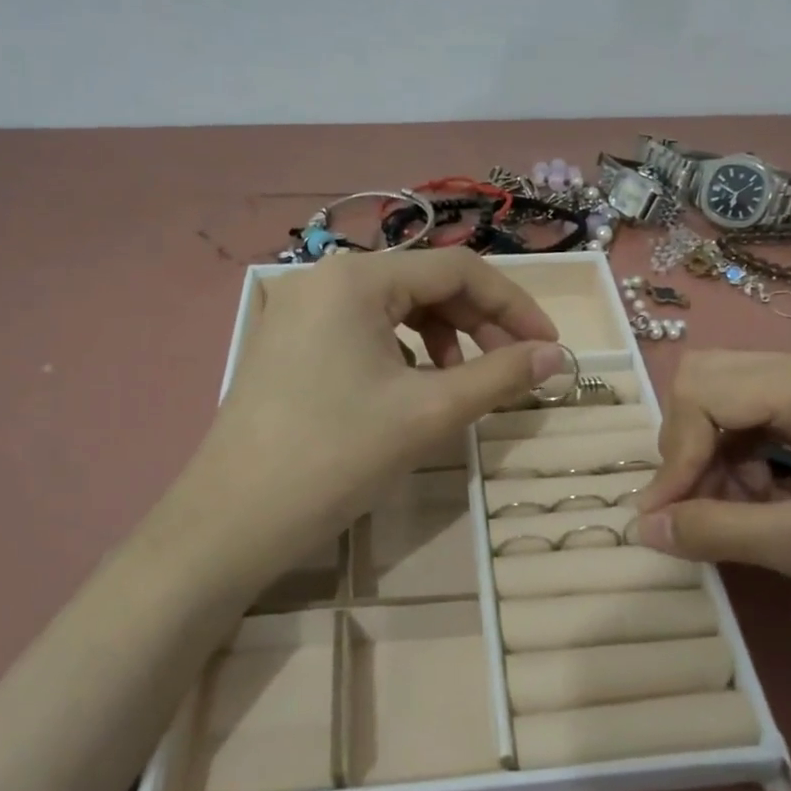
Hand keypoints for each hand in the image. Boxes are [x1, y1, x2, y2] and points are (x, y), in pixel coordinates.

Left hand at [180, 248, 562, 560]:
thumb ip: (500, 376)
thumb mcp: (429, 412)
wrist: (231, 521)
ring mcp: (298, 311)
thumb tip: (558, 357)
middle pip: (424, 284)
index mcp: (357, 277)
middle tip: (510, 369)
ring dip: (441, 339)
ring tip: (458, 384)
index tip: (548, 347)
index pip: (458, 269)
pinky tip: (409, 392)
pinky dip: (401, 353)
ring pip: (393, 309)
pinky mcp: (287, 344)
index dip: (513, 305)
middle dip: (477, 324)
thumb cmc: (336, 456)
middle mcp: (324, 278)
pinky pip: (362, 331)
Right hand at [631, 350, 790, 635]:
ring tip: (734, 517)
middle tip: (693, 511)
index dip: (673, 454)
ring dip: (712, 460)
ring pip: (728, 404)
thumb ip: (719, 530)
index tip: (663, 518)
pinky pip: (756, 424)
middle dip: (688, 449)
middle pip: (709, 384)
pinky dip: (740, 464)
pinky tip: (760, 505)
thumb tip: (641, 527)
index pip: (705, 391)